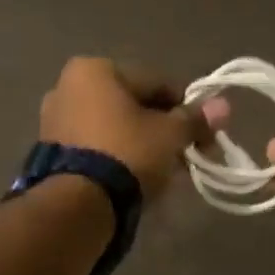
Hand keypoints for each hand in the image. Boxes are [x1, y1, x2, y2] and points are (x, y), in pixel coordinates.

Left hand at [39, 57, 221, 199]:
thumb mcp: (170, 135)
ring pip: (114, 128)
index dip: (187, 108)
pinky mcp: (51, 153)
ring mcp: (54, 121)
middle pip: (132, 105)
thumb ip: (195, 119)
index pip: (156, 82)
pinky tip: (139, 178)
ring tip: (166, 173)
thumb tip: (223, 105)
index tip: (204, 134)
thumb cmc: (127, 153)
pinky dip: (119, 157)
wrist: (78, 204)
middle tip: (187, 157)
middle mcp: (67, 86)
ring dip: (143, 145)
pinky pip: (97, 147)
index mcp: (94, 69)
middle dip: (163, 129)